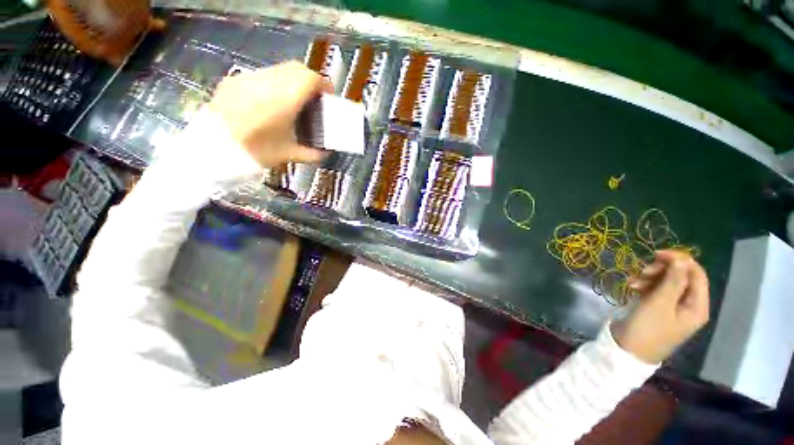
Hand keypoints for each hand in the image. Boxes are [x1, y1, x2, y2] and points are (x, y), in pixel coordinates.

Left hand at [207, 61, 333, 167]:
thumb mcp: (289, 154)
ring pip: (278, 69)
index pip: (311, 79)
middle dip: (309, 79)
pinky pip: (261, 75)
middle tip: (313, 96)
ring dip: (291, 80)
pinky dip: (273, 83)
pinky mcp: (235, 80)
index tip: (328, 94)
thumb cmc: (257, 151)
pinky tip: (269, 101)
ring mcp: (249, 78)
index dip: (323, 84)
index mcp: (286, 99)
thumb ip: (312, 154)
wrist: (214, 147)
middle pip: (296, 68)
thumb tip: (326, 153)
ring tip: (292, 99)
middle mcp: (269, 81)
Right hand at [611, 250, 709, 363]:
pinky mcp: (658, 308)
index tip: (657, 254)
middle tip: (643, 271)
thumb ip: (673, 280)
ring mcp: (673, 307)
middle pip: (681, 276)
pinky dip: (644, 285)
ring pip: (666, 281)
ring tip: (633, 282)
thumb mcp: (660, 303)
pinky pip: (656, 289)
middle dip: (662, 270)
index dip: (680, 260)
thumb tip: (682, 258)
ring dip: (650, 277)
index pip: (696, 274)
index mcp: (697, 306)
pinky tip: (631, 286)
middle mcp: (688, 305)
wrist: (627, 350)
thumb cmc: (647, 328)